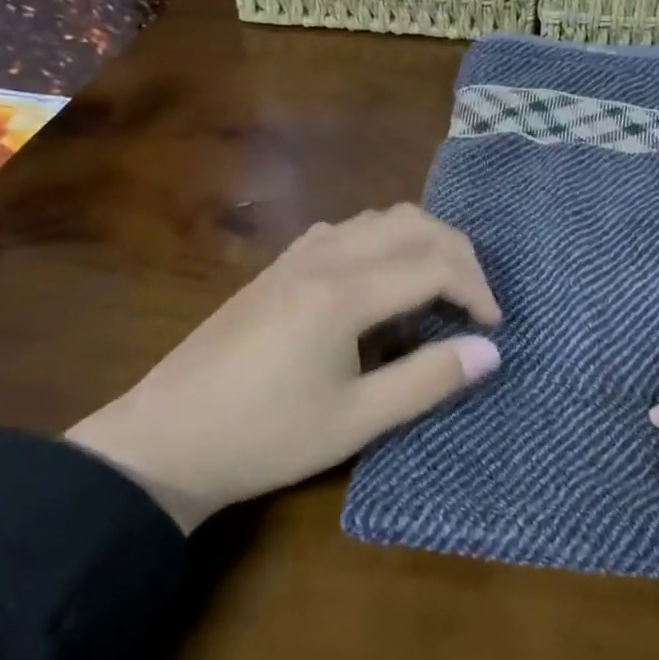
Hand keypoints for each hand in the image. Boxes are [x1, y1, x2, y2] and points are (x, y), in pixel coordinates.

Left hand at [67, 205, 501, 531]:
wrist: (165, 440)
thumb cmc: (266, 438)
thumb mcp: (356, 421)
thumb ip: (428, 380)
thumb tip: (490, 351)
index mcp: (343, 293)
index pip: (433, 264)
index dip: (476, 289)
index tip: (494, 327)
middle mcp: (323, 258)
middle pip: (411, 224)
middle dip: (457, 253)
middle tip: (475, 301)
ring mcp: (295, 257)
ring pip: (377, 219)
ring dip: (420, 241)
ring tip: (438, 287)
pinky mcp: (277, 268)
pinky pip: (345, 230)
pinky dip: (382, 241)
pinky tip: (380, 280)